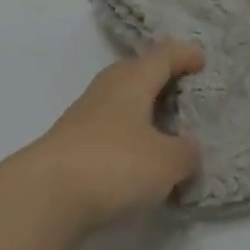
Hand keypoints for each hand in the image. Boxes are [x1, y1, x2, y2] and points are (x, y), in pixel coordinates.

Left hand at [19, 42, 204, 237]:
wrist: (47, 193)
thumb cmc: (114, 164)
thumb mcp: (165, 161)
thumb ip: (184, 152)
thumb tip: (187, 146)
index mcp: (132, 80)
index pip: (162, 56)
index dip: (183, 55)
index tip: (201, 58)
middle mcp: (108, 88)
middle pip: (137, 72)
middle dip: (160, 76)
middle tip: (185, 88)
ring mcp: (86, 114)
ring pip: (122, 99)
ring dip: (143, 107)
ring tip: (166, 124)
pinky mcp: (75, 142)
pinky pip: (112, 125)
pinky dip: (129, 132)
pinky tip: (139, 154)